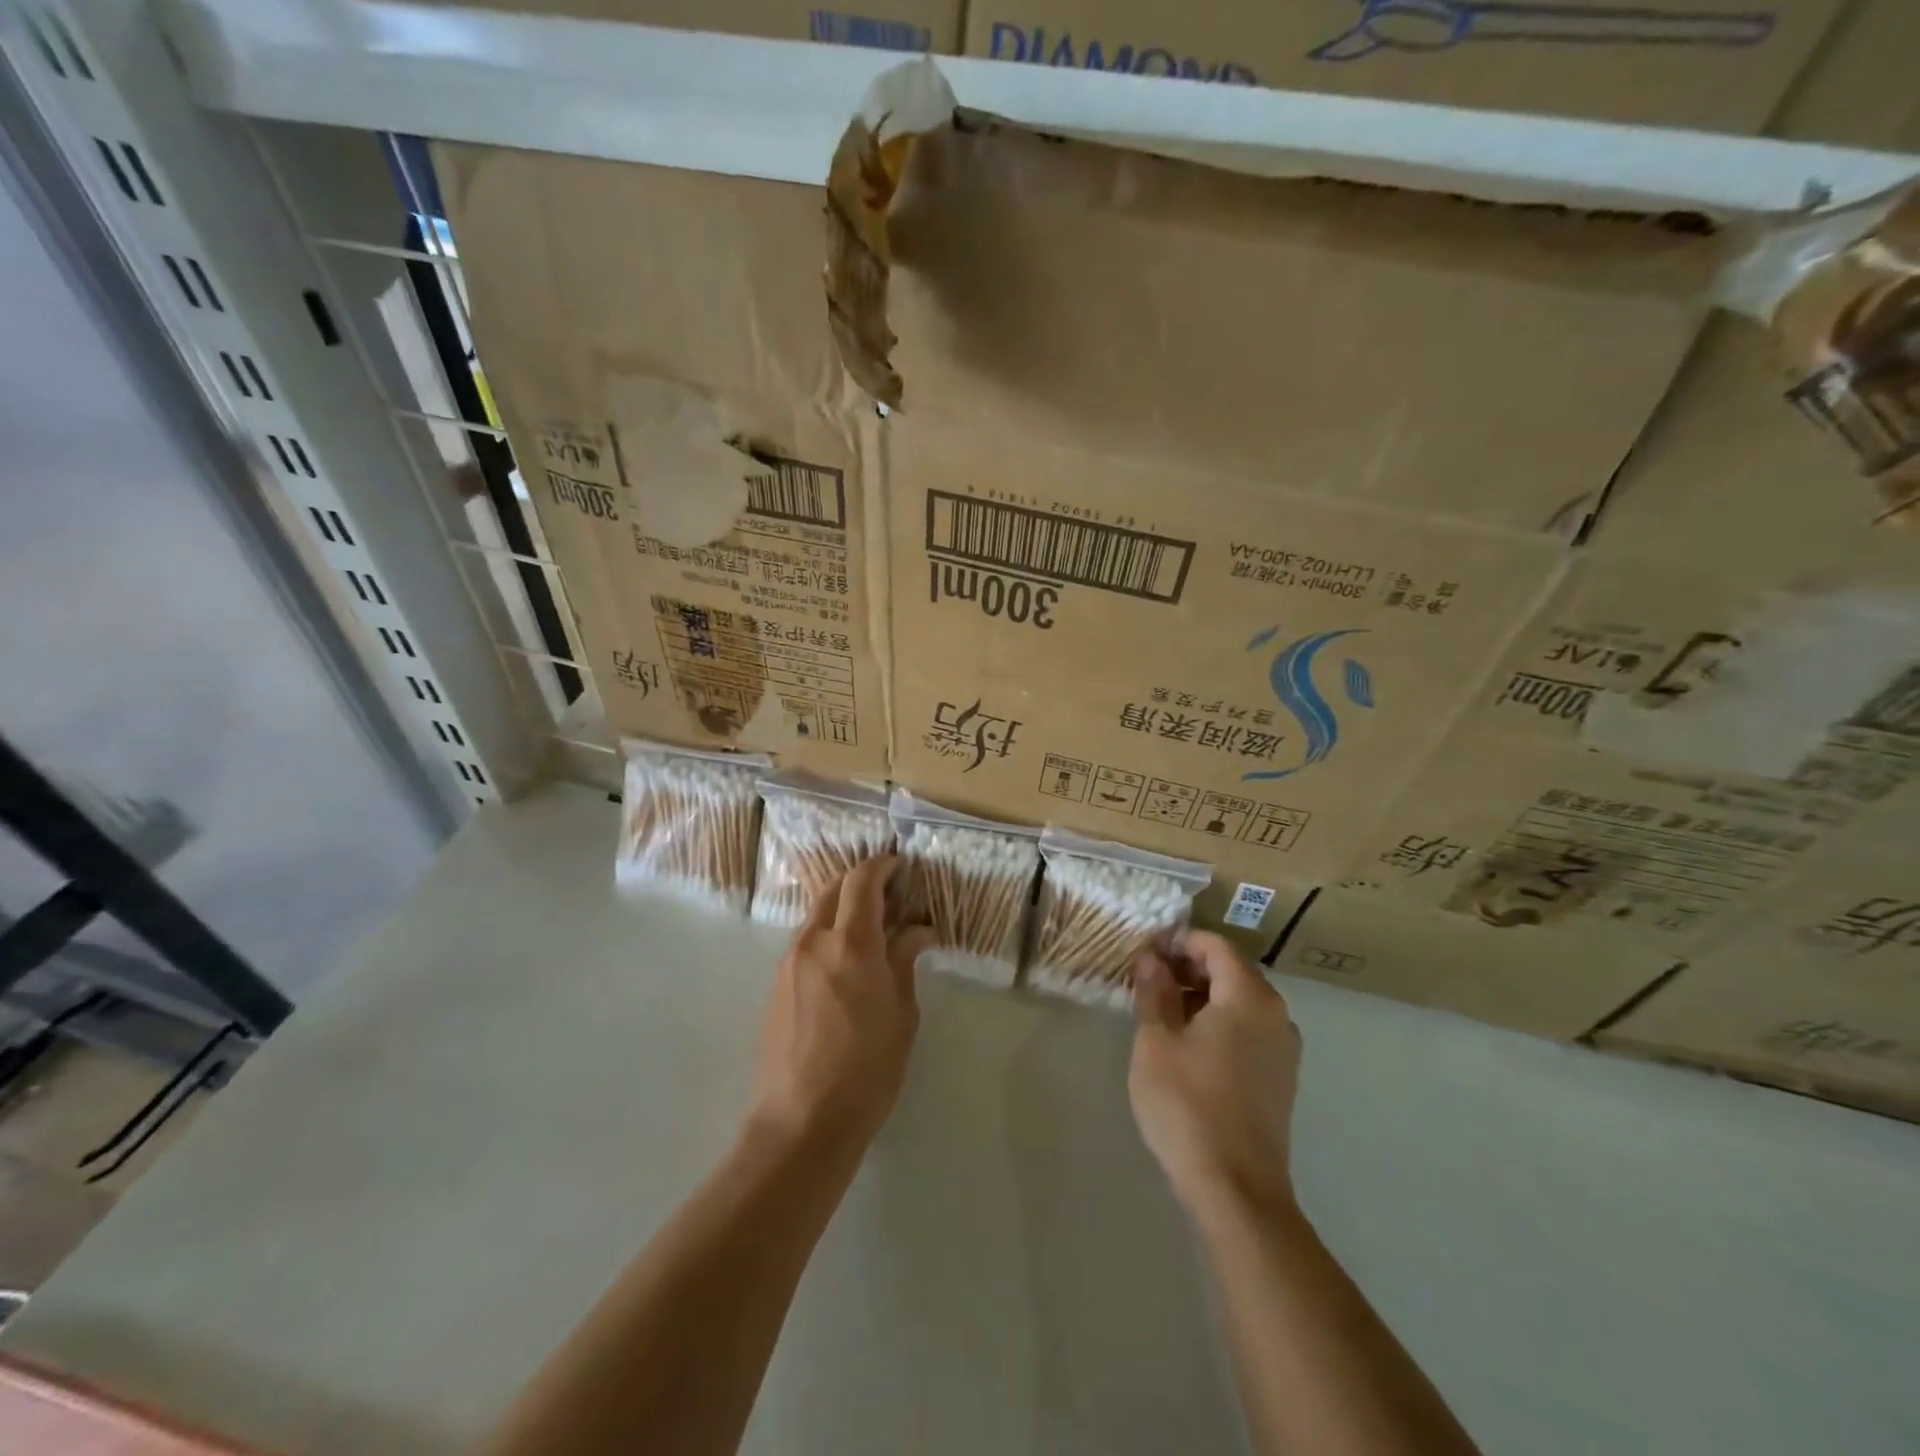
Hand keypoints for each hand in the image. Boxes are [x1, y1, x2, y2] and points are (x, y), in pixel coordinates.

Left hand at [750, 856, 933, 1158]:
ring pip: (817, 916)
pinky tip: (847, 965)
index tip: (901, 866)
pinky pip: (806, 943)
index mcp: (850, 944)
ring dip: (843, 911)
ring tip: (873, 933)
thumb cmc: (867, 1070)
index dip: (882, 865)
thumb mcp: (901, 1014)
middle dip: (861, 882)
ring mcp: (789, 962)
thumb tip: (917, 931)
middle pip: (833, 890)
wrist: (802, 1123)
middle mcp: (813, 941)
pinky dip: (828, 936)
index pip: (862, 881)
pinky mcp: (776, 985)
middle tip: (891, 896)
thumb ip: (904, 962)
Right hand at [1129, 930, 1301, 1217]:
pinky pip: (1248, 1031)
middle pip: (1231, 971)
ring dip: (1202, 996)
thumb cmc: (1187, 1104)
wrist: (1236, 1189)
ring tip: (1161, 1011)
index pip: (1216, 946)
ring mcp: (1284, 1050)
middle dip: (1189, 968)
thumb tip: (1151, 958)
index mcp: (1250, 997)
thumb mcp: (1156, 1041)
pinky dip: (1219, 1023)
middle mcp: (1276, 1015)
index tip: (1145, 952)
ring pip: (1240, 1002)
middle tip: (1147, 980)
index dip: (1179, 942)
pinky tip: (1187, 1045)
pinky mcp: (1281, 1079)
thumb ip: (1154, 991)